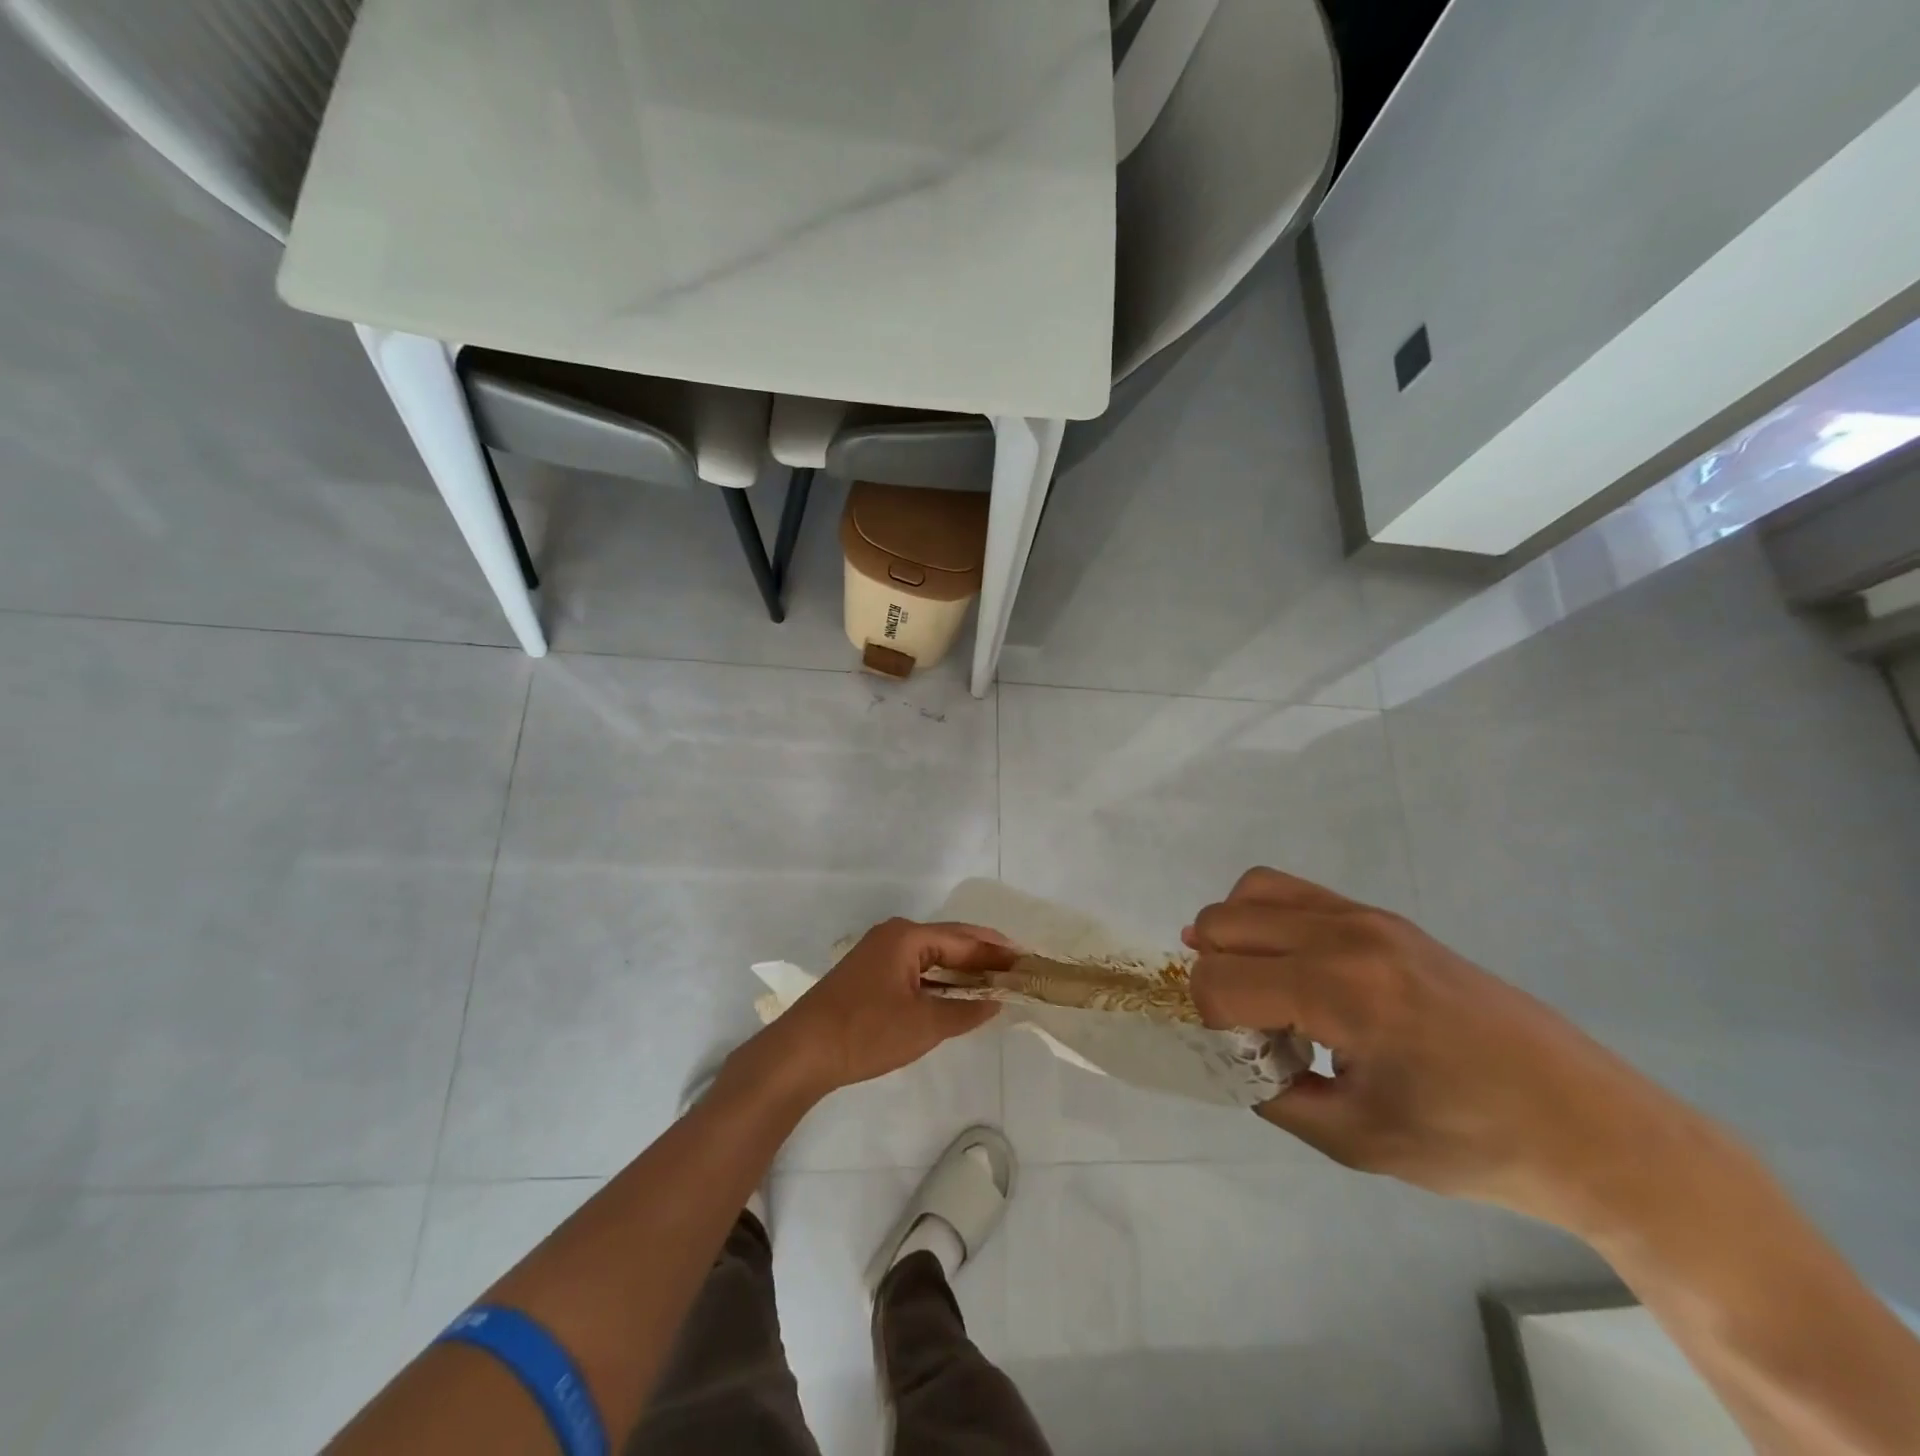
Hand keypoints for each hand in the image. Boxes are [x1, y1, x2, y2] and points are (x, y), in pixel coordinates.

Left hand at [755, 919, 1012, 1097]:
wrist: (802, 1052)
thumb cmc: (866, 1032)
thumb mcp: (923, 1025)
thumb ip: (965, 1012)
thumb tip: (996, 1002)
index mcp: (907, 936)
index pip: (964, 939)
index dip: (997, 952)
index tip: (1027, 960)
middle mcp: (893, 936)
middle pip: (949, 941)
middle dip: (982, 956)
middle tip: (1016, 969)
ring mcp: (878, 954)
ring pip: (932, 956)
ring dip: (961, 969)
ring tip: (995, 982)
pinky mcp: (869, 975)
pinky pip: (916, 969)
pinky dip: (940, 980)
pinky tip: (956, 995)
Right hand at [1186, 868, 1720, 1231]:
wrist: (1589, 1125)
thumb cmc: (1474, 1144)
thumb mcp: (1355, 1141)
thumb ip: (1272, 1093)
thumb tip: (1237, 1053)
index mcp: (1340, 991)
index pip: (1220, 980)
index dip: (1209, 1020)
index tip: (1244, 1057)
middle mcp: (1346, 934)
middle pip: (1223, 922)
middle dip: (1213, 974)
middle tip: (1249, 1027)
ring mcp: (1368, 916)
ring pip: (1252, 891)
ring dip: (1233, 937)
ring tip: (1258, 988)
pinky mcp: (1386, 916)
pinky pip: (1295, 892)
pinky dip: (1267, 919)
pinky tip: (1290, 968)